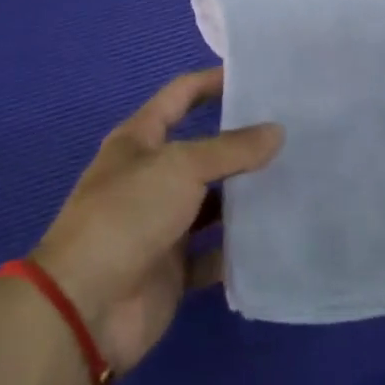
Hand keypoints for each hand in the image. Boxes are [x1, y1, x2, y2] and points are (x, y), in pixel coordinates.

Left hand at [30, 68, 282, 374]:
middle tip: (292, 131)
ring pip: (213, 202)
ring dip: (246, 195)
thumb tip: (277, 131)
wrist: (87, 307)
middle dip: (241, 142)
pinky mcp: (174, 268)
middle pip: (203, 150)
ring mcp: (162, 224)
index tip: (256, 77)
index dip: (212, 82)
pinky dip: (240, 248)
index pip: (180, 96)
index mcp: (140, 140)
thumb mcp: (181, 167)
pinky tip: (277, 234)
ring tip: (297, 179)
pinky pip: (215, 252)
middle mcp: (150, 177)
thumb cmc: (128, 214)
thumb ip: (231, 149)